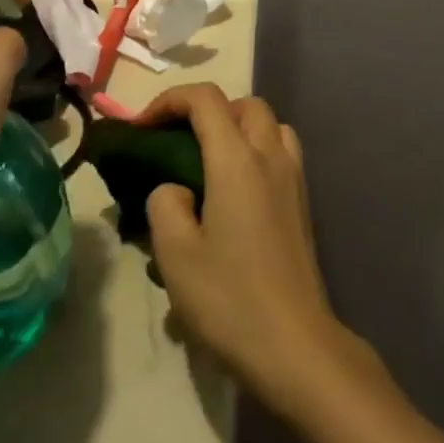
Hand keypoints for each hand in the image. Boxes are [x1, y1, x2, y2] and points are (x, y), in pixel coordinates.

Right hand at [137, 83, 371, 412]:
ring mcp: (293, 176)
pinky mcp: (302, 200)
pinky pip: (281, 150)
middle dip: (207, 110)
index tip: (141, 127)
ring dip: (238, 126)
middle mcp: (271, 156)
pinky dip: (257, 149)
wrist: (294, 342)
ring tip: (208, 161)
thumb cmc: (229, 298)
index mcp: (238, 160)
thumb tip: (177, 188)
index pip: (206, 100)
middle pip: (244, 104)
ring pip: (269, 124)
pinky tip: (236, 190)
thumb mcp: (176, 255)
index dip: (170, 100)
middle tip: (177, 142)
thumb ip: (165, 204)